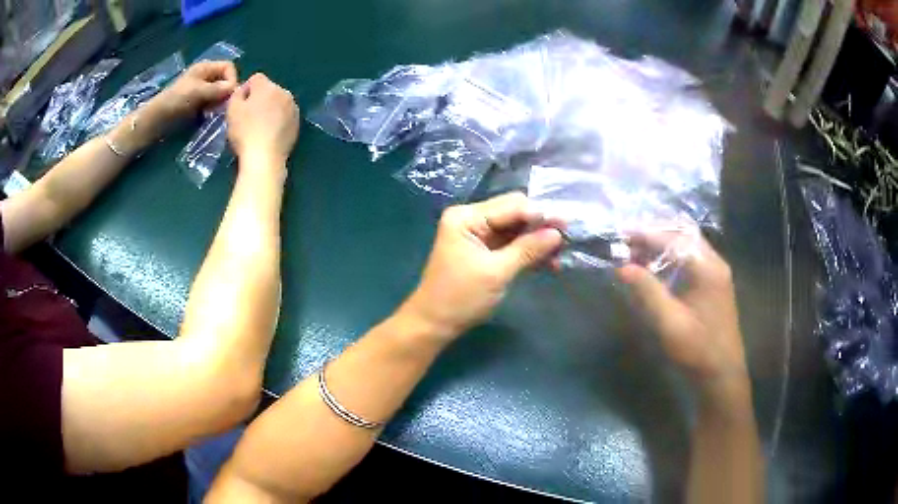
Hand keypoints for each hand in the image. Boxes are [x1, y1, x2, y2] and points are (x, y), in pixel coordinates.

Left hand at [149, 61, 238, 126]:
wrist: (158, 118)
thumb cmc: (176, 100)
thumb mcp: (198, 91)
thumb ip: (217, 89)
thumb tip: (235, 89)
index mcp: (206, 67)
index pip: (229, 67)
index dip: (232, 78)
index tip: (229, 94)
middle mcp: (205, 75)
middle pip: (225, 79)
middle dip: (225, 92)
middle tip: (220, 105)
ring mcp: (201, 89)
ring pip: (219, 92)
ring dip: (219, 101)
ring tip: (213, 111)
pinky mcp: (197, 102)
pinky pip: (212, 102)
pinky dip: (213, 108)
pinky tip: (208, 114)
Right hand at [227, 73, 299, 167]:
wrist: (265, 158)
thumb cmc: (245, 132)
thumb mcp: (232, 109)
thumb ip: (237, 94)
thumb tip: (244, 91)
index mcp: (268, 86)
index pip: (256, 78)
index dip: (246, 90)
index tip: (240, 106)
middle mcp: (284, 92)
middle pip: (269, 90)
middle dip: (259, 99)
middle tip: (248, 117)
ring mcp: (293, 108)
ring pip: (278, 103)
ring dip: (270, 109)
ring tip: (260, 127)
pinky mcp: (297, 123)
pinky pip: (285, 116)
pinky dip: (278, 121)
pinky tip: (270, 134)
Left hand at [400, 192, 563, 340]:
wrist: (434, 324)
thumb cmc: (460, 297)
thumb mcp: (496, 272)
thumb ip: (527, 249)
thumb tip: (557, 233)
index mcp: (467, 217)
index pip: (511, 205)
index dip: (540, 214)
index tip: (567, 224)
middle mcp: (471, 218)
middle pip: (514, 213)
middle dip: (540, 226)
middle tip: (566, 239)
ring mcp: (477, 234)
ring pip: (516, 229)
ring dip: (537, 240)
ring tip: (560, 254)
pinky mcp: (483, 250)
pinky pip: (511, 244)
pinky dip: (527, 251)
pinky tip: (547, 262)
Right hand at [617, 231, 749, 405]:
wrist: (722, 374)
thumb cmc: (697, 350)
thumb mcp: (669, 323)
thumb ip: (647, 292)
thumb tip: (622, 267)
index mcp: (707, 268)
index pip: (675, 239)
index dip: (646, 234)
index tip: (621, 235)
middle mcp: (715, 263)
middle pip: (683, 235)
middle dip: (654, 234)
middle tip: (628, 242)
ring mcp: (717, 273)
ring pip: (688, 245)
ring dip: (663, 245)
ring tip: (636, 253)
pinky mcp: (714, 284)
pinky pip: (692, 258)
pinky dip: (672, 257)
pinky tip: (656, 268)